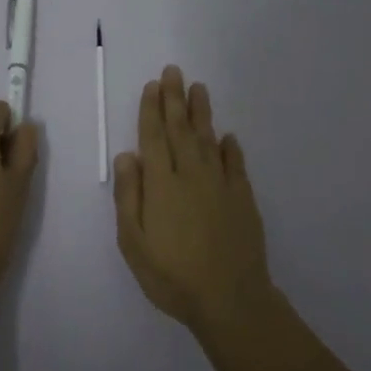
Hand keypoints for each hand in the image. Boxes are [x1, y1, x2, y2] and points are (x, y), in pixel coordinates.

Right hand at [113, 65, 271, 331]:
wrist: (230, 299)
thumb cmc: (172, 275)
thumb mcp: (133, 242)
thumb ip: (129, 196)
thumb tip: (127, 156)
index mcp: (162, 184)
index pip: (154, 137)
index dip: (152, 109)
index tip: (153, 85)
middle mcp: (191, 175)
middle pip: (181, 129)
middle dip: (175, 99)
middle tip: (174, 71)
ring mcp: (221, 185)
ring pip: (209, 139)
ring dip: (201, 113)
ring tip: (198, 88)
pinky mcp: (243, 199)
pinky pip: (236, 164)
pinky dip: (230, 148)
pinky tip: (228, 136)